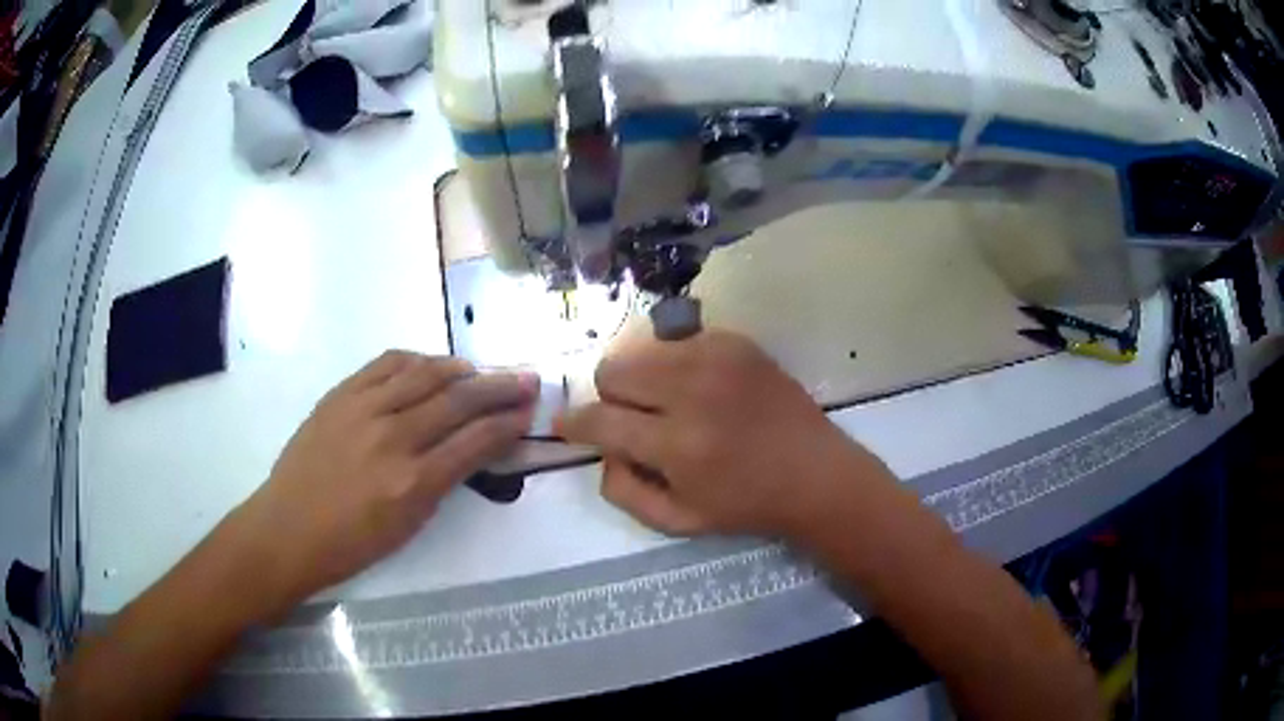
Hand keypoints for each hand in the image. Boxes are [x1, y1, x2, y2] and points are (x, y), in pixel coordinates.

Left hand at [231, 351, 537, 608]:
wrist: (287, 528)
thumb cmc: (351, 544)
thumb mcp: (408, 526)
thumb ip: (442, 482)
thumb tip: (470, 448)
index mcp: (413, 483)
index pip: (475, 441)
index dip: (508, 423)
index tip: (530, 411)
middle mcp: (392, 438)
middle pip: (457, 401)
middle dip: (499, 388)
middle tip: (526, 379)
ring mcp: (362, 410)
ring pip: (424, 374)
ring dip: (460, 370)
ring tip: (479, 372)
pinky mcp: (340, 395)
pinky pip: (386, 364)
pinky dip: (415, 360)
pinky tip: (429, 365)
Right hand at [558, 330, 888, 537]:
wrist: (815, 473)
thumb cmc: (746, 505)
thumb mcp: (678, 521)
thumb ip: (623, 489)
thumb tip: (600, 451)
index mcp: (677, 445)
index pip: (600, 421)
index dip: (573, 423)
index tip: (564, 424)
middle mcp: (693, 391)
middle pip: (613, 370)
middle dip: (609, 398)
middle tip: (631, 419)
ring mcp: (717, 358)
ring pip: (640, 349)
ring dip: (640, 378)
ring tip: (664, 402)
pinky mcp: (736, 342)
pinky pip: (677, 340)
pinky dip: (673, 363)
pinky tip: (697, 388)